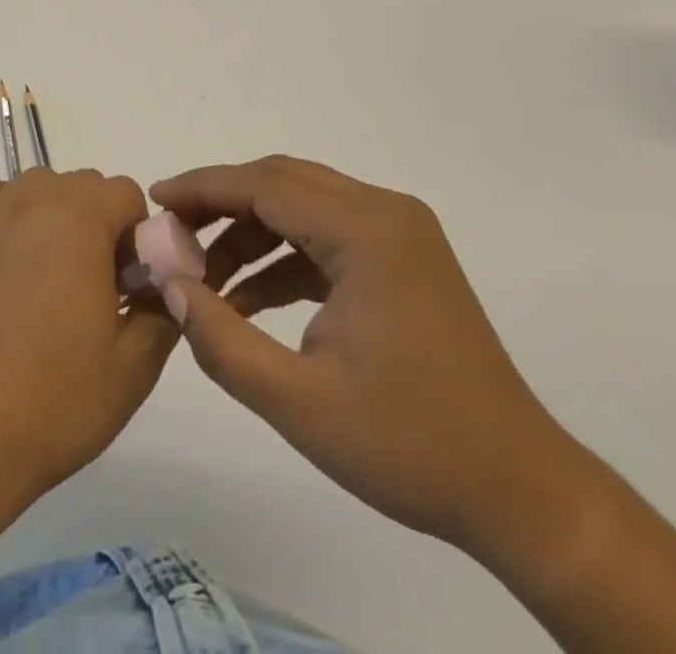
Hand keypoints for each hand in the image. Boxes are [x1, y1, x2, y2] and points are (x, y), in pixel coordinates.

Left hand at [0, 168, 179, 503]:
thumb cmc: (54, 403)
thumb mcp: (135, 366)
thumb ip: (163, 308)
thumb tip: (162, 282)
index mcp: (79, 221)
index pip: (125, 193)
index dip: (138, 235)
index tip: (130, 284)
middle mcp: (31, 202)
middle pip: (82, 185)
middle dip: (101, 223)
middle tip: (96, 287)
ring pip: (38, 187)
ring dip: (57, 215)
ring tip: (51, 278)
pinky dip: (9, 213)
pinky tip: (10, 260)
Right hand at [151, 156, 596, 559]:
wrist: (521, 491)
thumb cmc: (410, 446)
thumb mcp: (299, 403)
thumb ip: (222, 339)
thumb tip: (170, 285)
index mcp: (367, 232)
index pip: (265, 186)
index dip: (203, 189)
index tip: (155, 200)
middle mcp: (385, 212)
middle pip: (282, 183)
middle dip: (221, 204)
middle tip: (171, 234)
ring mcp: (398, 233)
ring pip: (302, 205)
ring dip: (250, 231)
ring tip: (202, 275)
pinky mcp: (401, 258)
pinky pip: (325, 235)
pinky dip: (282, 256)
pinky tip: (247, 297)